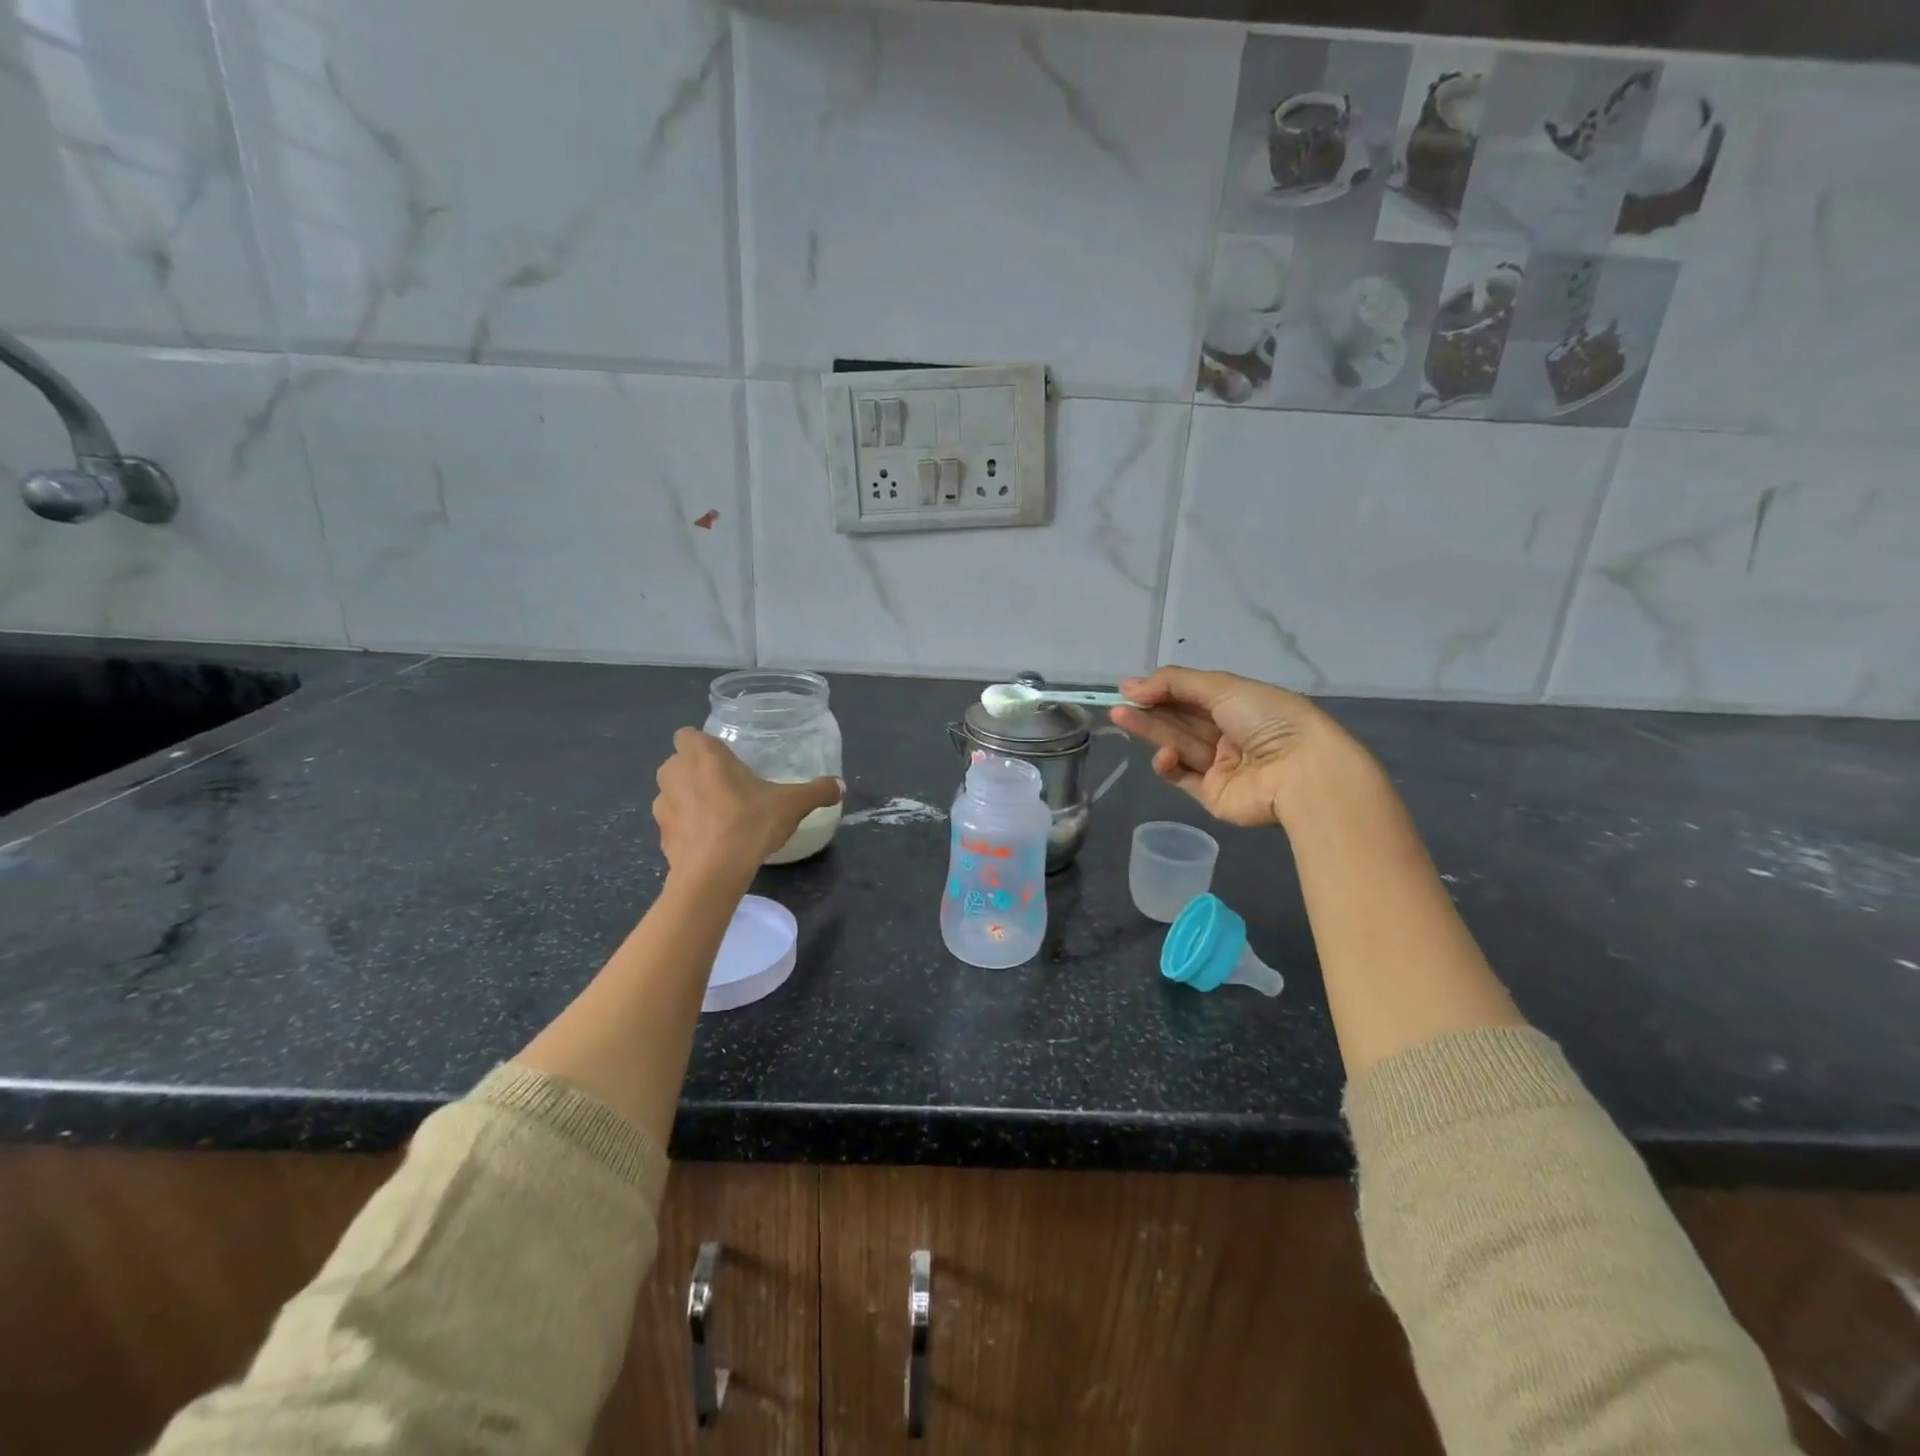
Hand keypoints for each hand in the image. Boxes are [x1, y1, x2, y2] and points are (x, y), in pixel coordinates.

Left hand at [654, 729, 840, 881]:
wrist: (713, 873)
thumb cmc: (749, 823)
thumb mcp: (793, 804)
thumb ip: (817, 791)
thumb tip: (840, 786)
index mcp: (702, 754)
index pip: (688, 735)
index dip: (704, 746)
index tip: (726, 761)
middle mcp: (674, 772)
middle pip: (679, 763)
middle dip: (696, 772)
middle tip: (727, 787)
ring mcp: (661, 806)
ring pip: (672, 793)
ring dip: (688, 800)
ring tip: (718, 817)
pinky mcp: (661, 836)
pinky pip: (674, 824)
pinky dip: (687, 830)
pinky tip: (710, 843)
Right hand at [1109, 666, 1349, 828]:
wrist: (1300, 772)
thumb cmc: (1267, 719)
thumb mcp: (1223, 687)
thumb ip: (1175, 683)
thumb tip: (1131, 686)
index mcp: (1239, 705)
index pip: (1191, 695)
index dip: (1161, 690)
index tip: (1130, 688)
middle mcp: (1229, 733)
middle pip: (1180, 720)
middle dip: (1149, 710)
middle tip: (1116, 705)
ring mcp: (1220, 765)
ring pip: (1177, 744)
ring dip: (1151, 731)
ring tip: (1121, 717)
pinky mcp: (1212, 794)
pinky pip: (1183, 777)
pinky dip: (1169, 765)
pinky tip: (1163, 755)